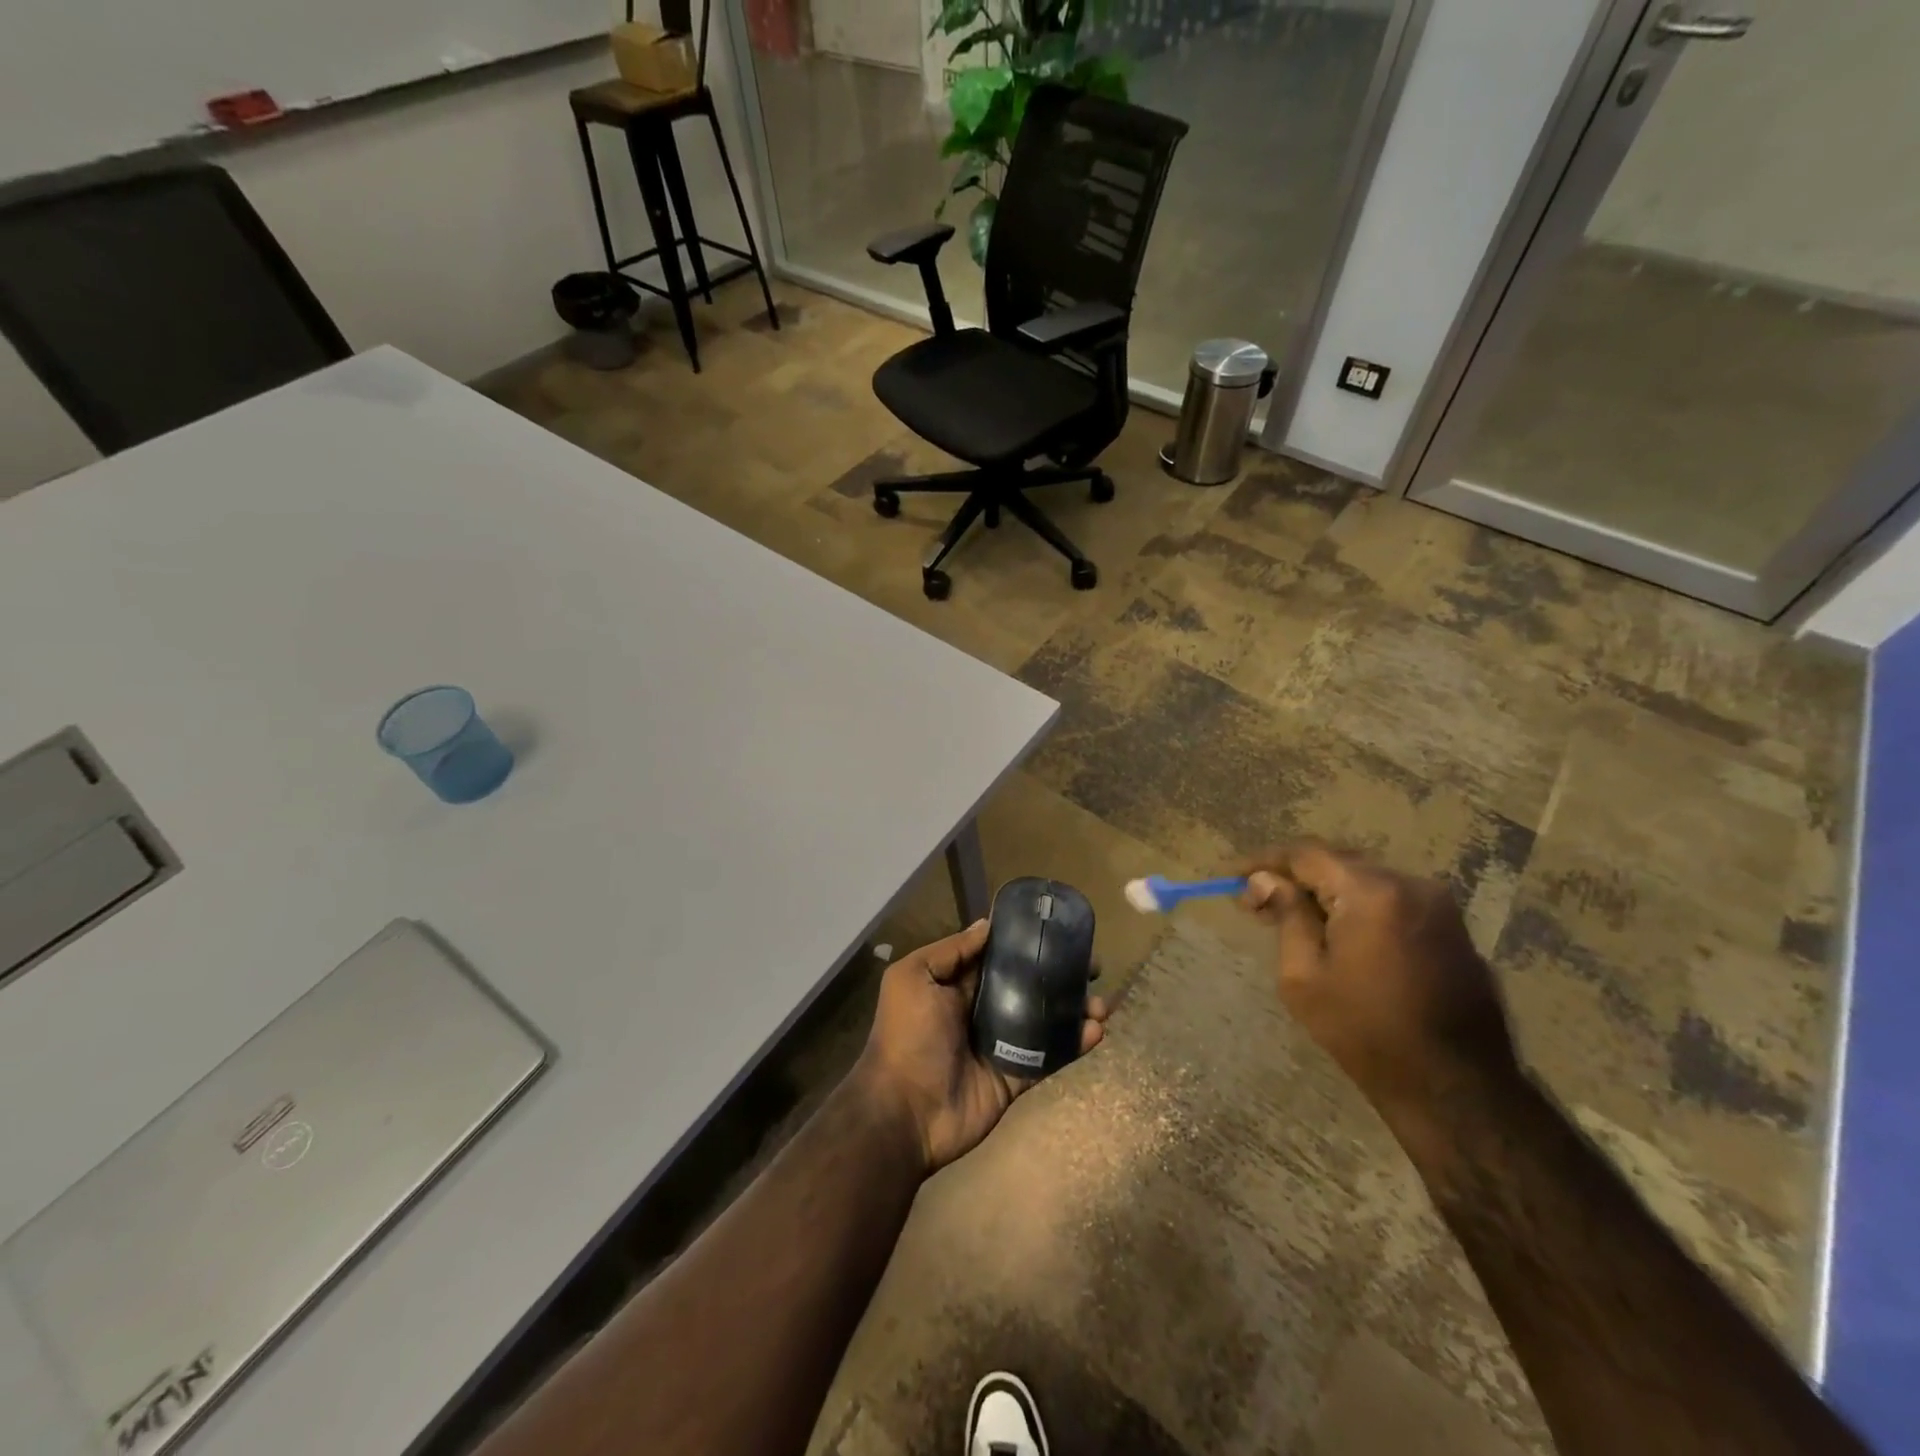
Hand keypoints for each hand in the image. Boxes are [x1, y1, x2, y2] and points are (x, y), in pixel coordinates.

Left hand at [854, 919, 1108, 1174]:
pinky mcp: (1015, 1076)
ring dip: (1074, 1009)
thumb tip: (987, 925)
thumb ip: (951, 951)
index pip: (997, 957)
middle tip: (1093, 966)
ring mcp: (1001, 1045)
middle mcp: (981, 1010)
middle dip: (1059, 975)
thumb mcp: (913, 978)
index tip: (1058, 930)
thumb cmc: (907, 1035)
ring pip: (1044, 1020)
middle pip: (1028, 986)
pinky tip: (1096, 1031)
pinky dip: (1073, 1044)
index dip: (1026, 943)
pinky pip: (1048, 1056)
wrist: (904, 1112)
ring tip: (1101, 1003)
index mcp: (957, 985)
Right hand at [1239, 843, 1517, 1123]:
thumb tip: (1264, 880)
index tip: (1232, 876)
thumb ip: (1286, 916)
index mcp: (1372, 892)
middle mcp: (1410, 884)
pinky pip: (1391, 901)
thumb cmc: (1366, 1032)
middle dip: (1294, 876)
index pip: (1306, 855)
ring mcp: (1438, 905)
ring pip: (1365, 880)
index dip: (1265, 861)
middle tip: (1256, 902)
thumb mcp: (1304, 977)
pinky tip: (1337, 932)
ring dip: (1326, 891)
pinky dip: (1357, 906)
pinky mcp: (1452, 929)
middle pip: (1337, 862)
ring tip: (1292, 917)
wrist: (1456, 1089)